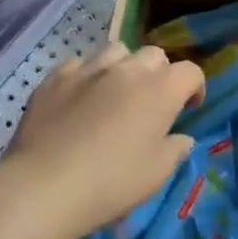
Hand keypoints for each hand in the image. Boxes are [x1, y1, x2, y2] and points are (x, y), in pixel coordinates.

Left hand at [3, 43, 204, 238]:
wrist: (43, 187)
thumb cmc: (110, 184)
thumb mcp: (155, 175)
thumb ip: (175, 150)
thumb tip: (181, 138)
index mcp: (160, 91)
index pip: (190, 72)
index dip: (194, 87)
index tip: (188, 108)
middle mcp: (128, 70)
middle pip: (154, 55)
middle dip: (160, 74)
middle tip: (151, 102)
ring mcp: (89, 69)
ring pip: (116, 51)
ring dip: (124, 67)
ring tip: (115, 92)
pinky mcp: (56, 77)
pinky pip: (80, 64)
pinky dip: (87, 76)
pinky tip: (80, 98)